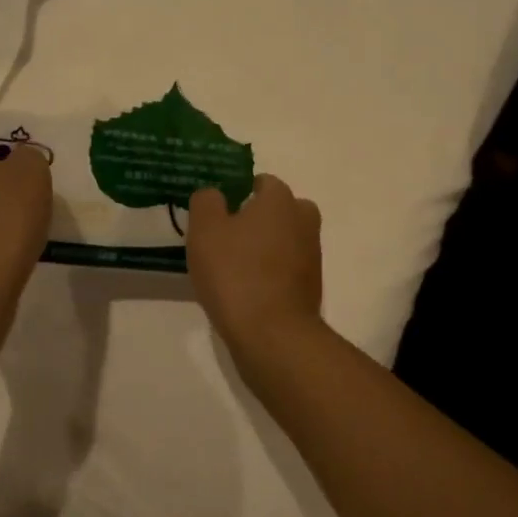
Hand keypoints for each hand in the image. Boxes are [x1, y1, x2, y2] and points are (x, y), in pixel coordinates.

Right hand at [185, 174, 324, 367]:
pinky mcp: (312, 286)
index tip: (219, 212)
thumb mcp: (205, 229)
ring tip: (233, 267)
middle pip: (279, 210)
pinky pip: (287, 268)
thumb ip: (206, 201)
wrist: (272, 334)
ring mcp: (312, 255)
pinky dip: (272, 273)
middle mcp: (303, 220)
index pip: (262, 182)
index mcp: (280, 200)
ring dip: (265, 247)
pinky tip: (248, 290)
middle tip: (227, 237)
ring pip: (285, 239)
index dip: (239, 192)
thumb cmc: (235, 273)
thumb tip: (215, 194)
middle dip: (258, 219)